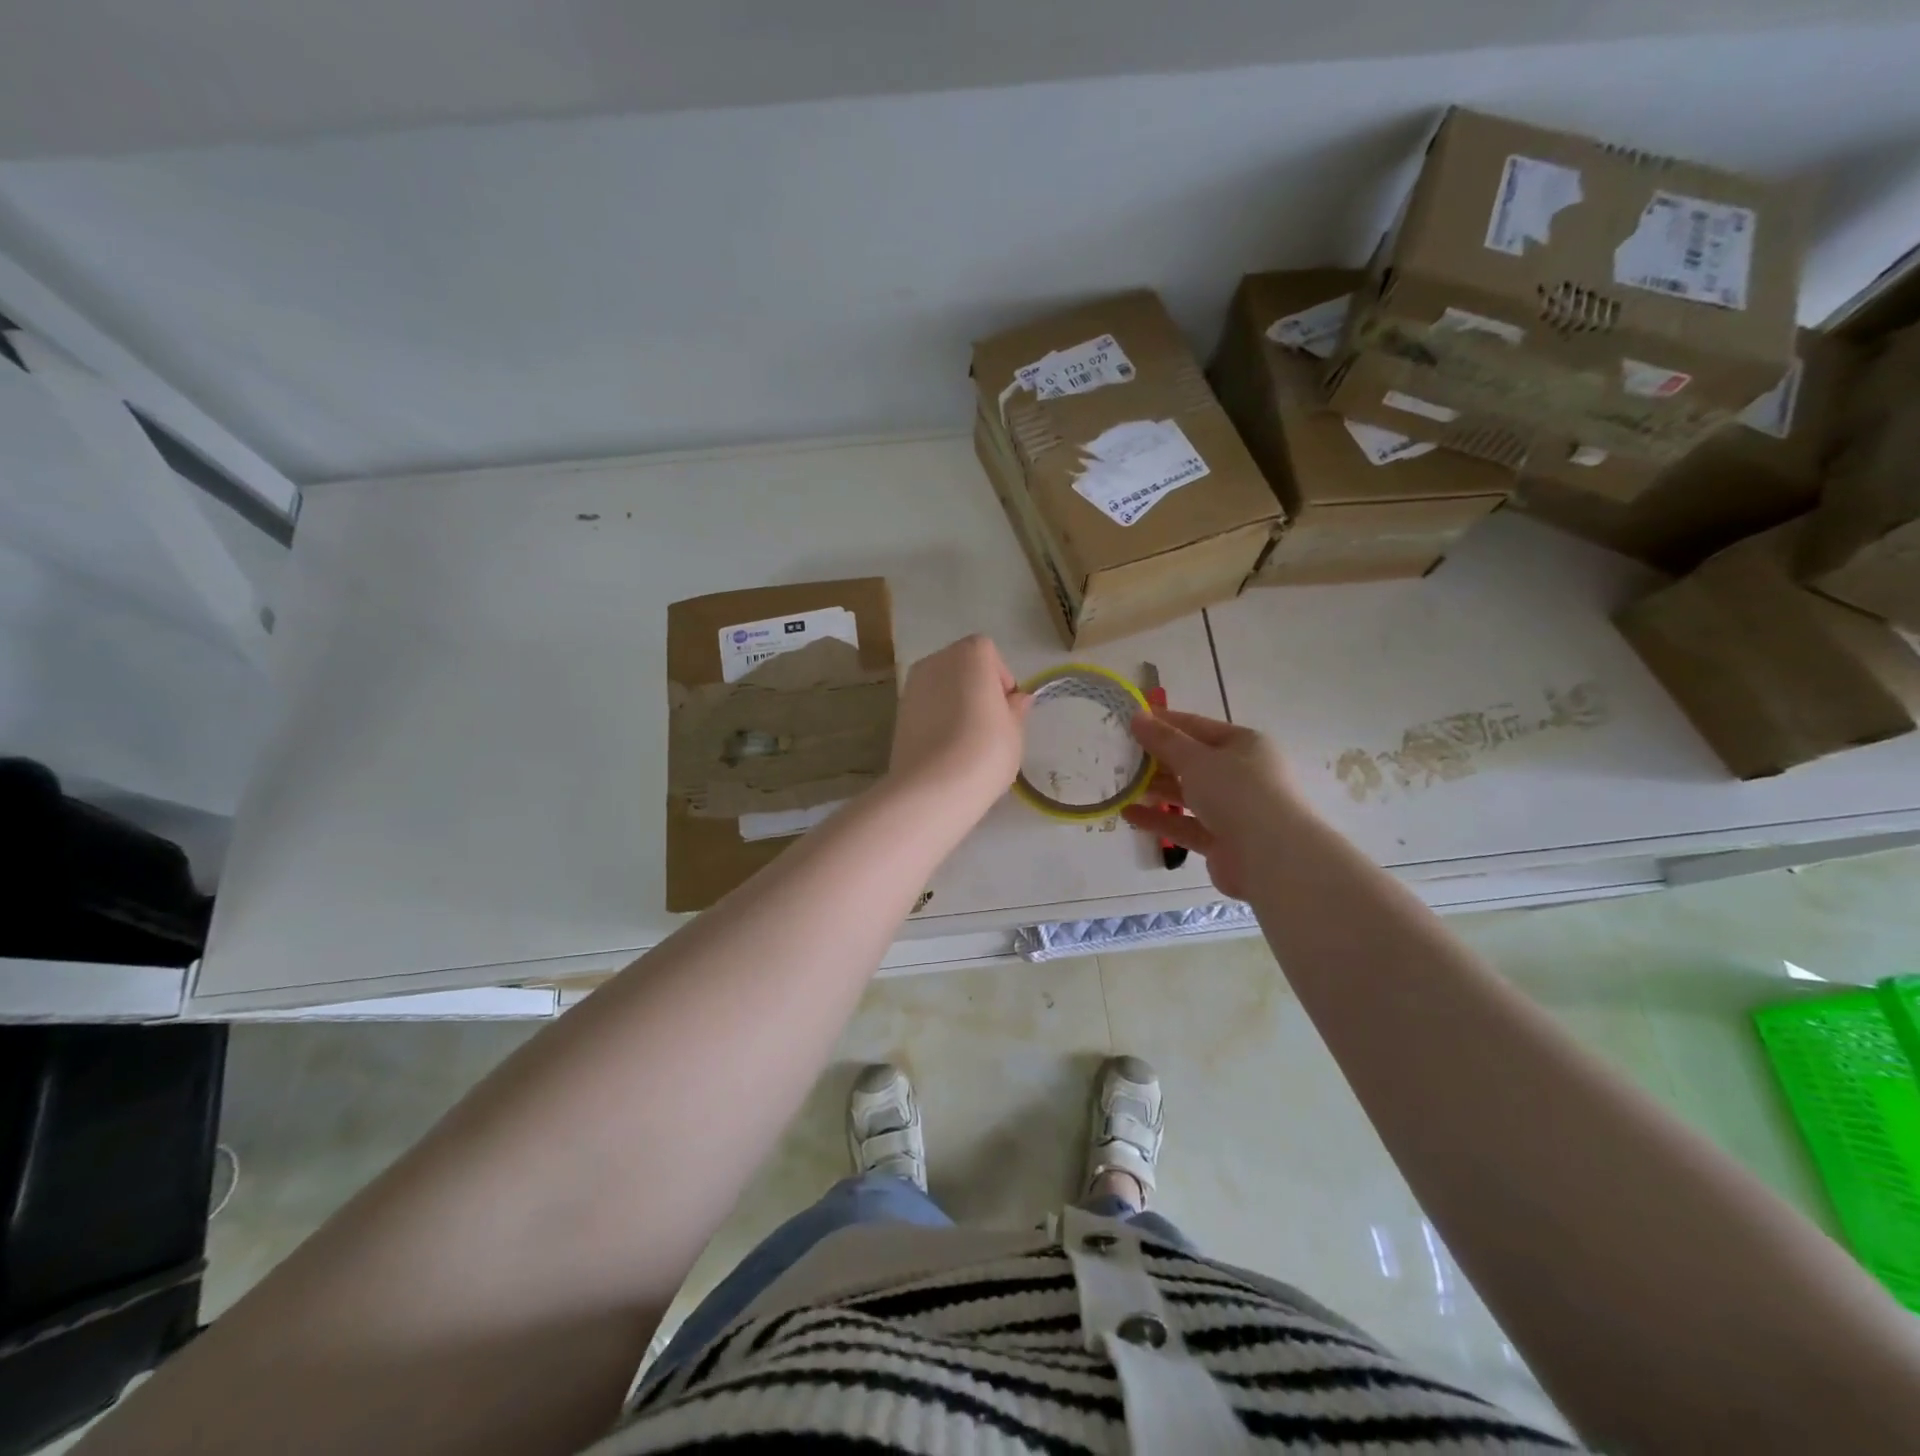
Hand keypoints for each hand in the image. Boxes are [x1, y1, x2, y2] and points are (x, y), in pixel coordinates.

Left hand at [889, 635, 1030, 812]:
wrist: (932, 788)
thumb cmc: (985, 751)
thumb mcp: (1014, 731)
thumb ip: (1015, 709)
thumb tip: (1017, 699)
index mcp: (970, 654)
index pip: (988, 653)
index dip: (1000, 678)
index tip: (1005, 708)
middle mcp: (936, 660)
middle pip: (962, 666)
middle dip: (976, 687)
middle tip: (989, 724)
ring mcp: (912, 686)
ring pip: (941, 686)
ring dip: (955, 703)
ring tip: (967, 739)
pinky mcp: (897, 713)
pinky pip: (926, 707)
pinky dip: (937, 718)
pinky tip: (946, 748)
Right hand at [1121, 708, 1301, 899]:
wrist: (1272, 858)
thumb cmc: (1238, 793)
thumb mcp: (1196, 759)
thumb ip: (1164, 740)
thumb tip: (1137, 716)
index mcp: (1244, 745)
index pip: (1197, 726)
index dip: (1164, 722)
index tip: (1130, 721)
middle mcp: (1242, 774)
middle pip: (1192, 761)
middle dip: (1156, 759)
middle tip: (1119, 755)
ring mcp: (1234, 809)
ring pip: (1188, 794)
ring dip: (1156, 789)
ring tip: (1120, 784)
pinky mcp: (1222, 841)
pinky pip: (1185, 824)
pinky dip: (1160, 819)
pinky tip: (1129, 813)